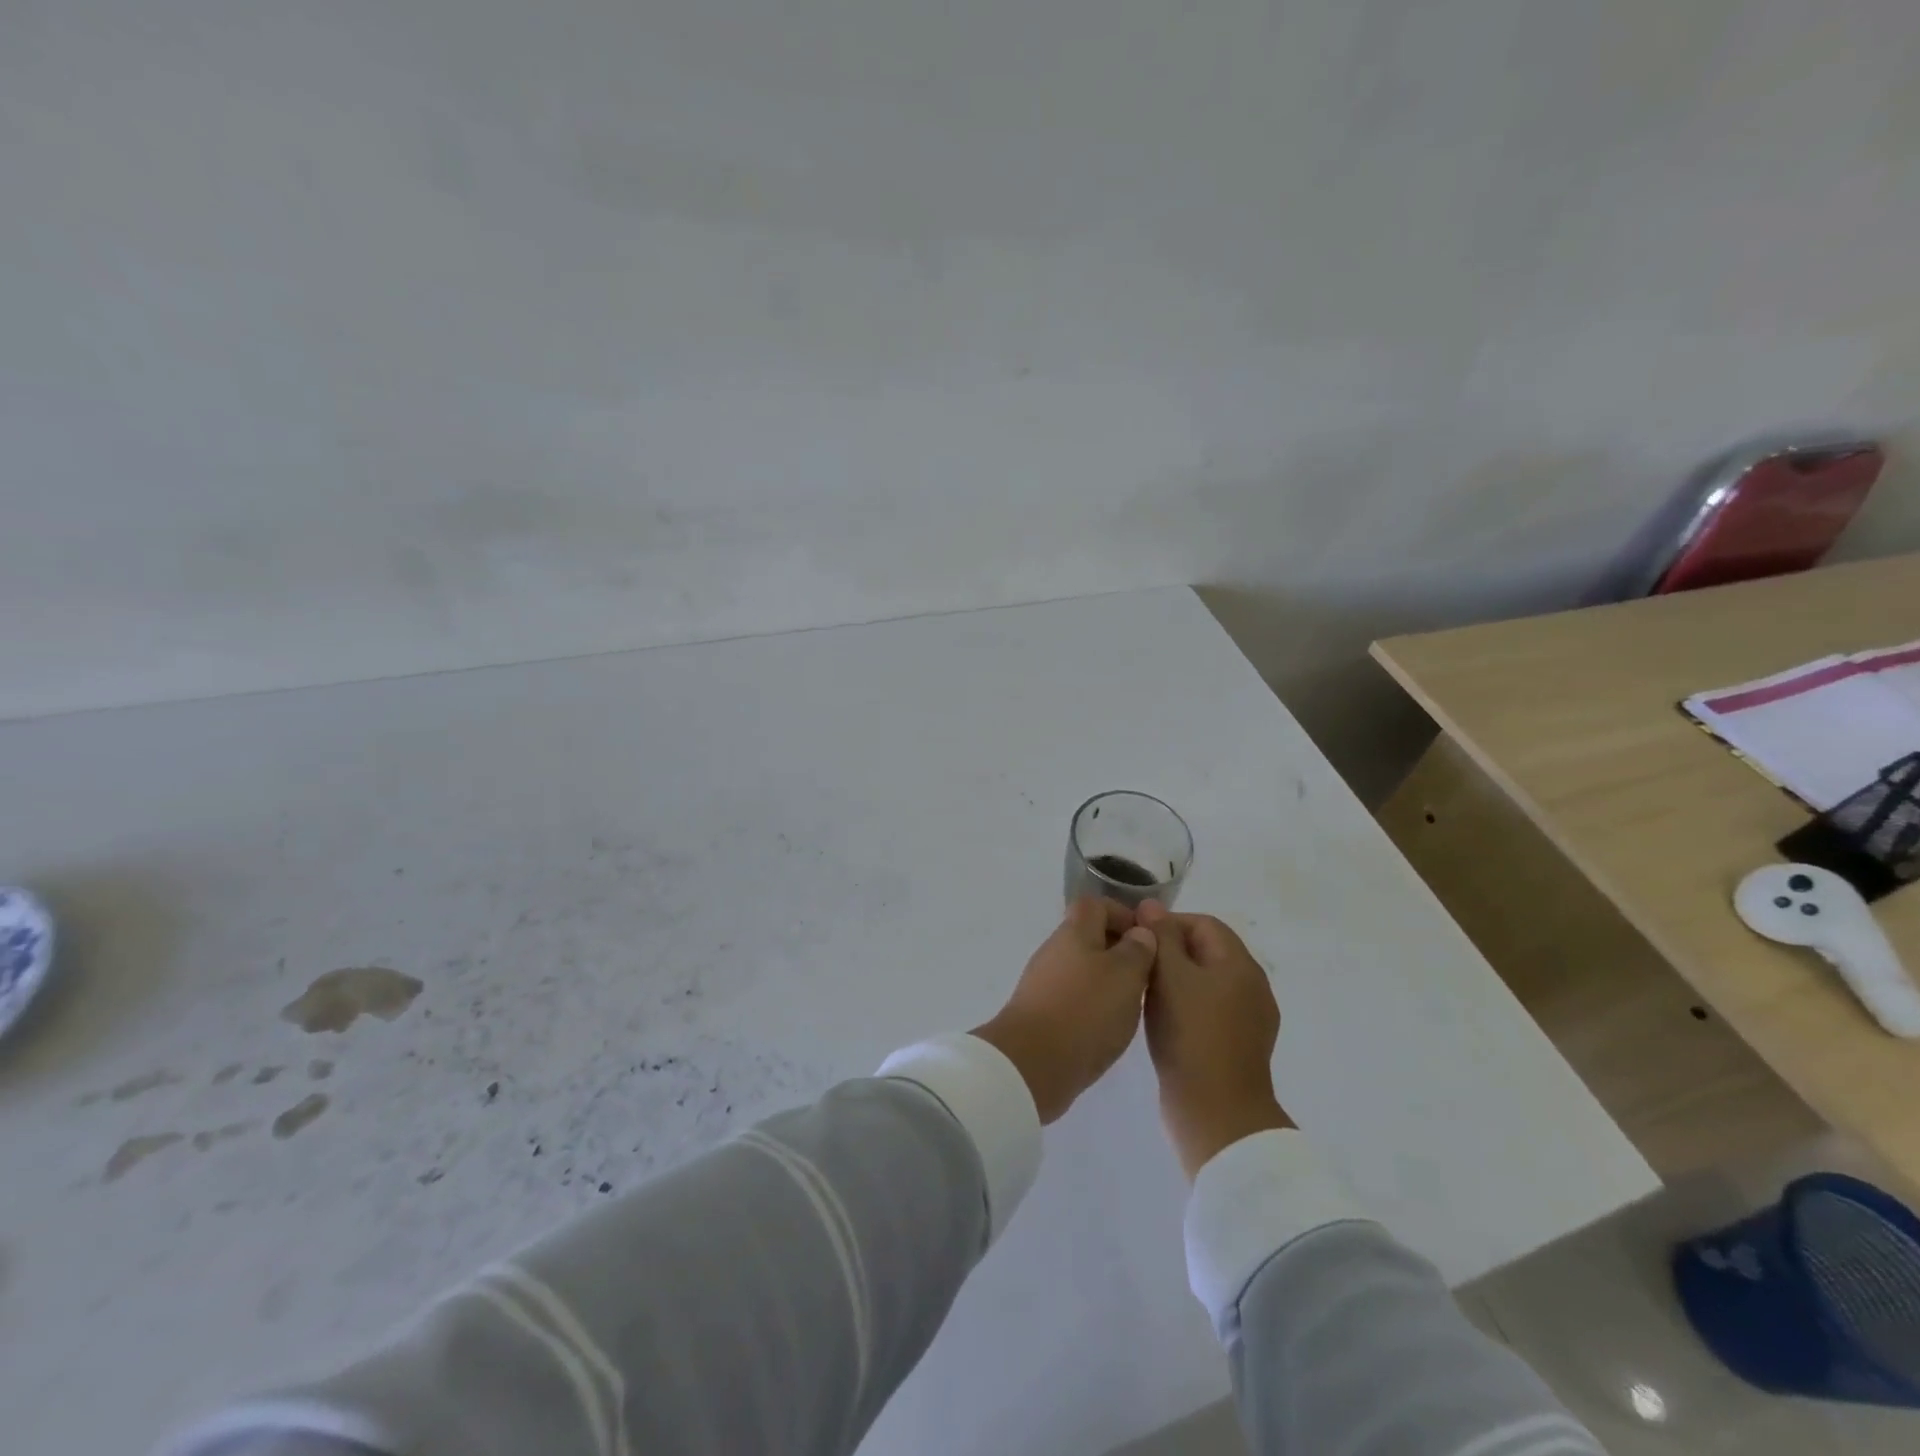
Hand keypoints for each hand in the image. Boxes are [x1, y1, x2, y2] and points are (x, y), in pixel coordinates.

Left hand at [973, 898, 1156, 1123]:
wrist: (1031, 1064)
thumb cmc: (1085, 1011)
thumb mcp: (1125, 976)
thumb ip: (1137, 950)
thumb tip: (1140, 932)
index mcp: (1074, 932)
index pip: (1095, 905)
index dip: (1122, 913)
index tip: (1148, 938)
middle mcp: (1055, 951)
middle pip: (1088, 937)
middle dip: (1119, 951)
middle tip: (1148, 975)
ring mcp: (1043, 983)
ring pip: (1082, 969)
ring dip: (1108, 980)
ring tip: (1134, 1004)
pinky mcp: (1040, 1013)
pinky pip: (1073, 997)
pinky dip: (1093, 1005)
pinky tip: (1109, 1027)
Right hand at [1139, 903, 1292, 1178]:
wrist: (1217, 1114)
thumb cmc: (1191, 1036)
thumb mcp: (1169, 977)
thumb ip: (1160, 937)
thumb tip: (1152, 906)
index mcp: (1241, 965)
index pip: (1204, 923)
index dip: (1168, 923)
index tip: (1136, 939)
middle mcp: (1252, 986)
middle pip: (1207, 952)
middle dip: (1170, 952)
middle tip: (1136, 965)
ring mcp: (1249, 1019)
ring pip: (1206, 982)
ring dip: (1175, 980)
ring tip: (1142, 991)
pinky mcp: (1238, 1046)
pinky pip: (1209, 1010)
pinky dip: (1185, 1006)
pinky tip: (1161, 1020)